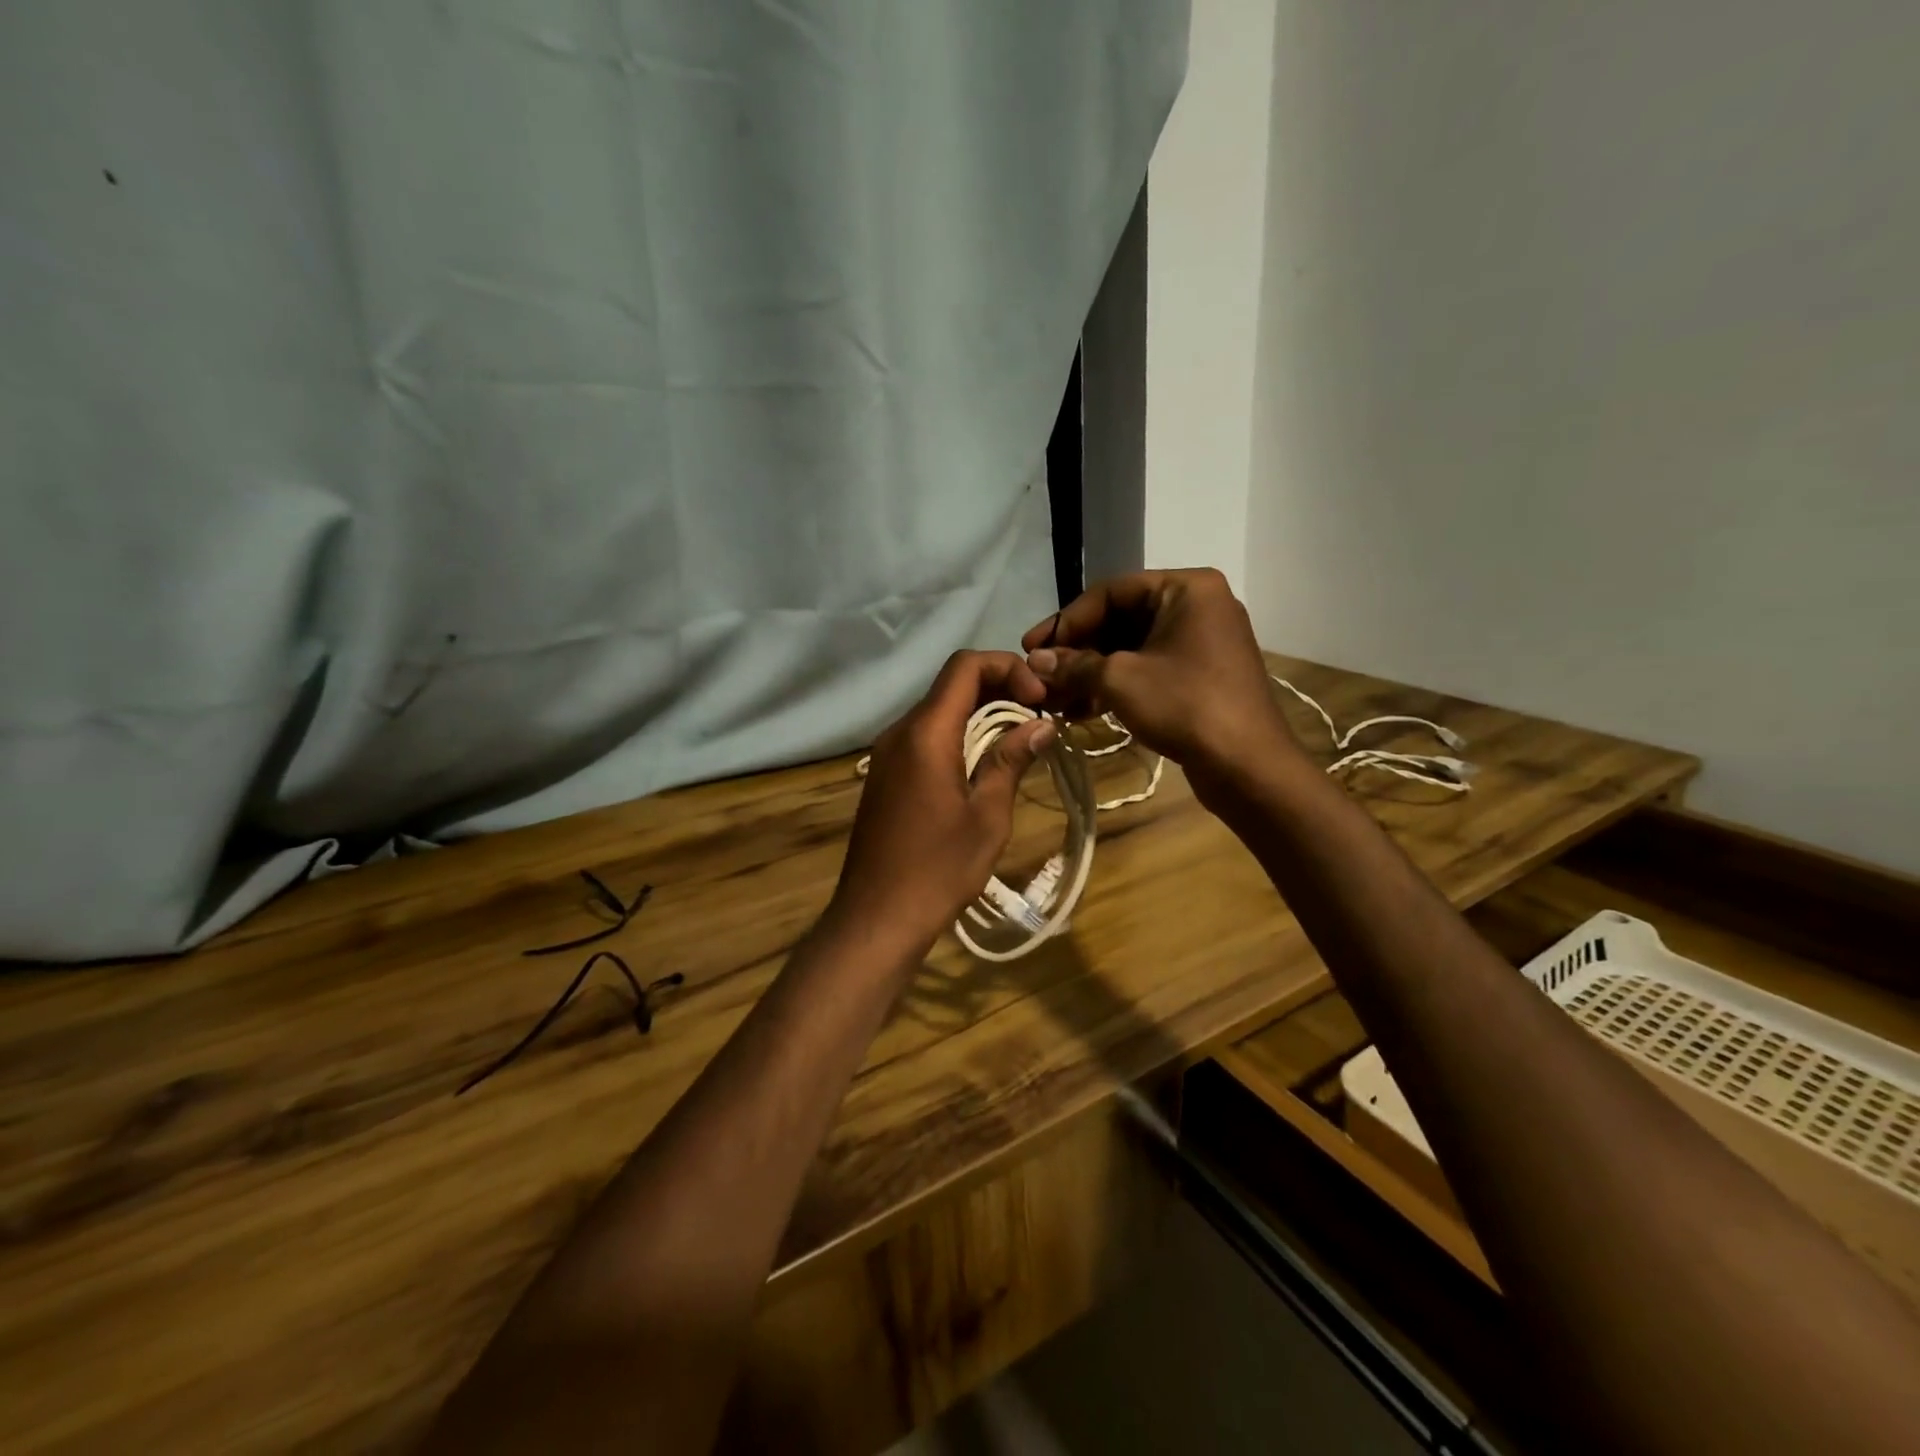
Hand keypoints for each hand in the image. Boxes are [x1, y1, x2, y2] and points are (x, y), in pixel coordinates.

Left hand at [829, 651, 1055, 957]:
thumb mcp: (987, 816)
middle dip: (999, 688)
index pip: (965, 666)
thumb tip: (1042, 724)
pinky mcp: (885, 774)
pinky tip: (984, 763)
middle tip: (1039, 716)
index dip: (1007, 668)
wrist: (877, 916)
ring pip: (939, 710)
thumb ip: (1010, 761)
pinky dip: (959, 735)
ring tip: (1021, 738)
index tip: (1040, 699)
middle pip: (952, 685)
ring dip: (980, 713)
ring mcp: (887, 753)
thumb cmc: (938, 868)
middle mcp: (900, 732)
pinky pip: (925, 736)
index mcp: (925, 733)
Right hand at [1020, 569, 1296, 779]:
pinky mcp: (1199, 675)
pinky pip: (1148, 668)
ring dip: (1090, 672)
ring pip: (1131, 648)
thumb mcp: (1120, 680)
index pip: (1111, 592)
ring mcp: (1201, 642)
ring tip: (1054, 698)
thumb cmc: (1185, 706)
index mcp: (1186, 588)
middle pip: (1120, 619)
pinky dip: (1115, 685)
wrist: (1247, 766)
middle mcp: (1196, 606)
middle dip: (1077, 651)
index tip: (1031, 647)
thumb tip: (1034, 660)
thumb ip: (1074, 664)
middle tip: (1040, 674)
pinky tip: (1081, 710)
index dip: (1067, 620)